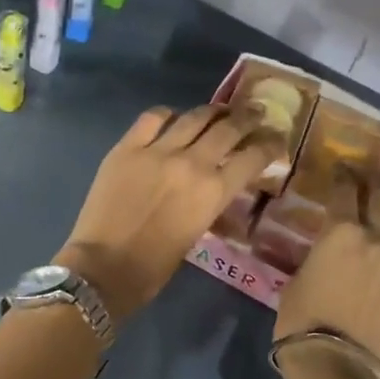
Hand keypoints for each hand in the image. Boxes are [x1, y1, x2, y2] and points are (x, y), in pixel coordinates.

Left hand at [58, 106, 282, 322]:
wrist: (102, 268)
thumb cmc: (153, 267)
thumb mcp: (196, 233)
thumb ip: (210, 203)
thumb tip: (216, 186)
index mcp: (214, 192)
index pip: (252, 157)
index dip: (270, 145)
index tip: (277, 139)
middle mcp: (192, 162)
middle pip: (228, 128)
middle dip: (248, 119)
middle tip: (257, 113)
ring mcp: (157, 150)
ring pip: (194, 117)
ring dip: (214, 111)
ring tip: (222, 111)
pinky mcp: (126, 147)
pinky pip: (152, 118)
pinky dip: (168, 115)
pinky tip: (172, 118)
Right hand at [275, 173, 379, 372]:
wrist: (336, 365)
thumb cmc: (301, 321)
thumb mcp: (298, 279)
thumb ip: (319, 256)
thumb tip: (330, 252)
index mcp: (342, 233)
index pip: (346, 190)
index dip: (344, 176)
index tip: (343, 170)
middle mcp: (379, 241)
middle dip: (377, 184)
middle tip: (372, 182)